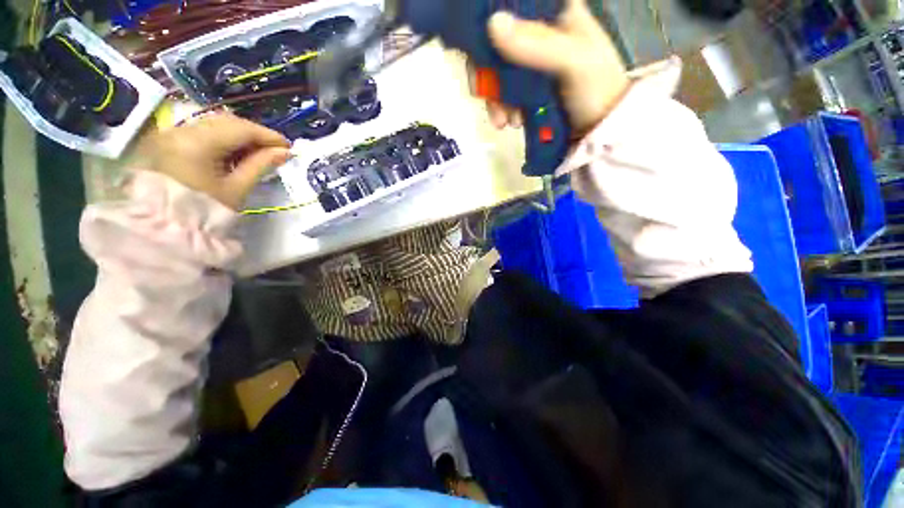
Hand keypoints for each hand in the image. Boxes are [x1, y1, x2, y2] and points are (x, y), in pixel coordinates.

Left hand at [141, 113, 291, 209]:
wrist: (165, 227)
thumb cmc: (205, 211)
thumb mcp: (237, 189)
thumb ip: (260, 165)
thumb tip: (284, 152)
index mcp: (197, 143)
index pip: (240, 129)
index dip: (268, 135)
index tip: (288, 146)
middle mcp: (181, 131)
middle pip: (227, 122)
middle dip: (254, 133)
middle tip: (275, 149)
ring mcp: (172, 134)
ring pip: (214, 125)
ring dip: (240, 135)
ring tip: (258, 152)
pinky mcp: (169, 142)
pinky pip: (203, 132)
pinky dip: (224, 139)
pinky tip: (236, 152)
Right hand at [483, 0, 628, 134]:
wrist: (601, 128)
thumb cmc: (596, 89)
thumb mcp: (573, 61)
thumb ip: (538, 43)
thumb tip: (492, 24)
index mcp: (554, 14)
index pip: (513, 4)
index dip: (490, 19)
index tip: (478, 43)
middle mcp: (539, 34)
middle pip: (498, 41)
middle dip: (488, 71)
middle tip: (485, 94)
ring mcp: (532, 64)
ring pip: (498, 70)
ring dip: (495, 97)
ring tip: (503, 120)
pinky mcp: (528, 89)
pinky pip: (504, 93)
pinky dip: (501, 108)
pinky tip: (508, 122)